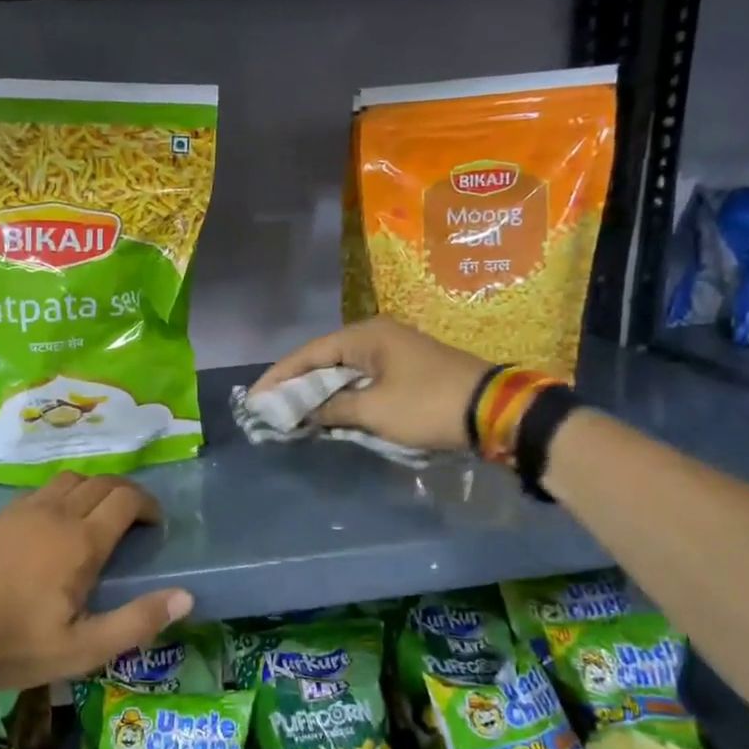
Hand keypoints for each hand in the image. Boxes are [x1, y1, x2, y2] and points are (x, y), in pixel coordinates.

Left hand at [0, 473, 192, 690]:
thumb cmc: (17, 643)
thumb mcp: (82, 648)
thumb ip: (136, 621)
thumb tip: (185, 597)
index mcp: (81, 541)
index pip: (126, 499)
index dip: (147, 504)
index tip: (154, 522)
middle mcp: (56, 513)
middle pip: (100, 482)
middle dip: (124, 492)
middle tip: (133, 516)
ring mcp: (22, 511)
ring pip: (68, 480)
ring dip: (91, 489)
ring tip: (94, 514)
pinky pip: (39, 491)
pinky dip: (59, 496)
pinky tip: (52, 522)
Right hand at [251, 318, 489, 453]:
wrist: (494, 411)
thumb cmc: (427, 405)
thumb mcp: (374, 411)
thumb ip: (333, 409)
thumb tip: (306, 412)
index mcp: (365, 336)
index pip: (309, 353)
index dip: (279, 377)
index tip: (254, 398)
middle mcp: (376, 336)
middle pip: (324, 359)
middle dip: (296, 384)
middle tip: (269, 406)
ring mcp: (393, 351)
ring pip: (343, 371)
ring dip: (320, 392)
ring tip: (291, 411)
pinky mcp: (406, 370)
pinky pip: (362, 380)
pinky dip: (343, 396)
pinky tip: (328, 412)